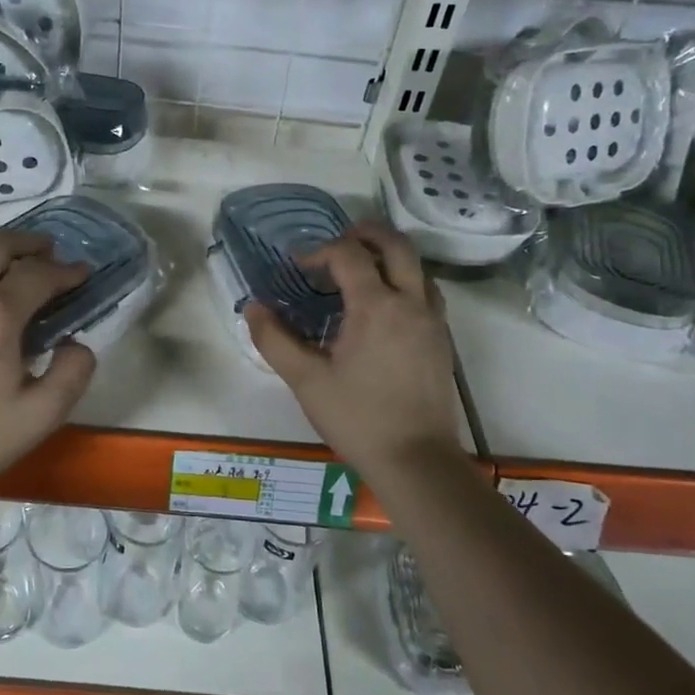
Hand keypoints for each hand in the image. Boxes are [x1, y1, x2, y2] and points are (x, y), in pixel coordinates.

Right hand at [244, 223, 465, 478]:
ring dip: (387, 257)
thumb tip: (252, 307)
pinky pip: (426, 291)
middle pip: (395, 244)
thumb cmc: (357, 418)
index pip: (348, 254)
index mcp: (376, 307)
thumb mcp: (306, 380)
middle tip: (335, 244)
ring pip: (417, 266)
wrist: (416, 460)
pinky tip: (382, 307)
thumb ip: (274, 339)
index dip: (319, 250)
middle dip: (364, 234)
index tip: (298, 266)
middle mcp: (410, 302)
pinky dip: (404, 281)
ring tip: (357, 273)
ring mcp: (432, 320)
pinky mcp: (442, 340)